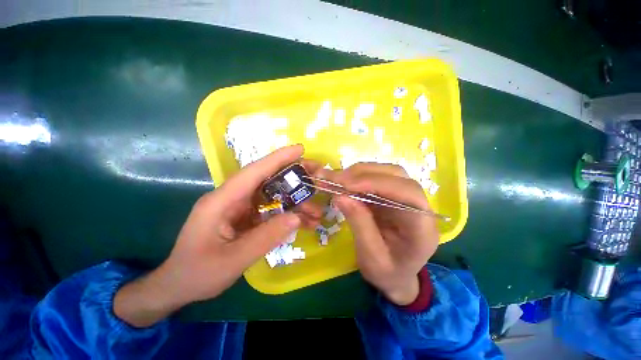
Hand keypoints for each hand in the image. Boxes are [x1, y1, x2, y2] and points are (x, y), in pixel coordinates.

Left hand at [114, 145, 321, 326]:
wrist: (179, 286)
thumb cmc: (197, 273)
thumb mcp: (232, 260)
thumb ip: (266, 238)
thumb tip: (297, 217)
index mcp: (222, 200)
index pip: (254, 172)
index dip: (278, 158)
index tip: (300, 150)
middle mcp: (233, 198)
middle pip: (268, 180)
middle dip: (294, 178)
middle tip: (317, 178)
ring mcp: (241, 208)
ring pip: (273, 197)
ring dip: (295, 202)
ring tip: (316, 211)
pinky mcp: (247, 218)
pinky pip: (271, 211)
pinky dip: (288, 215)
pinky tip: (303, 222)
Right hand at [320, 163, 438, 305]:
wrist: (396, 276)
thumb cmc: (388, 273)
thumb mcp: (371, 258)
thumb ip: (359, 224)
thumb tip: (340, 196)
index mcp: (422, 226)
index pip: (407, 192)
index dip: (376, 183)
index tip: (346, 185)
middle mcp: (418, 205)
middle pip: (396, 175)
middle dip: (363, 174)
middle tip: (335, 179)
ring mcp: (404, 197)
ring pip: (385, 173)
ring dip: (358, 173)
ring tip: (336, 180)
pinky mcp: (391, 195)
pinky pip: (375, 179)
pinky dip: (357, 178)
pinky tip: (343, 183)